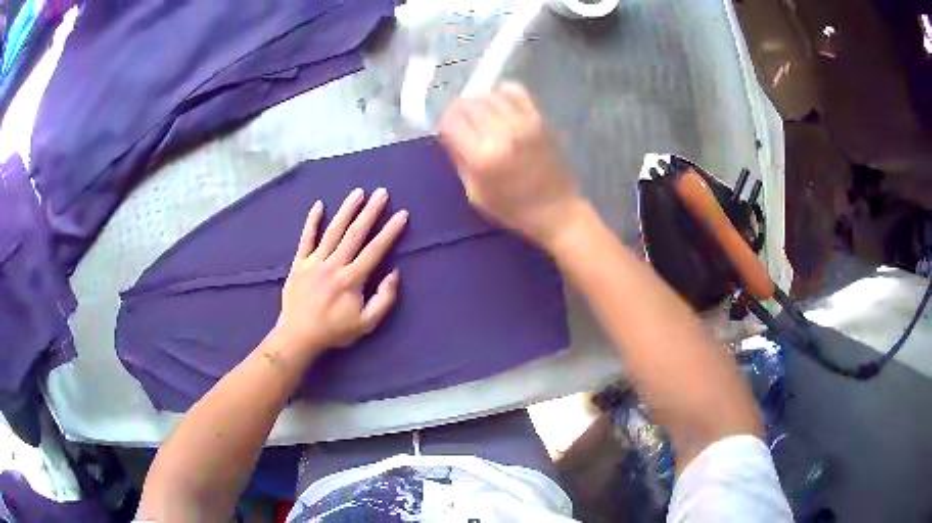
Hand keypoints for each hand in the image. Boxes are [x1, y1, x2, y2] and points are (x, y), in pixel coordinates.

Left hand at [274, 188, 407, 354]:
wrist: (298, 336)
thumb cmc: (334, 330)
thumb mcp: (366, 323)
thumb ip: (384, 299)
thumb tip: (394, 274)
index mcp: (351, 279)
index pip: (375, 250)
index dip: (390, 231)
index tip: (402, 214)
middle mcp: (334, 265)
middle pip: (355, 234)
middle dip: (370, 212)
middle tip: (382, 193)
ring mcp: (314, 262)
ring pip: (333, 231)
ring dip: (346, 210)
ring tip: (358, 192)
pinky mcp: (299, 263)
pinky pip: (306, 238)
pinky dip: (311, 221)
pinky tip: (318, 205)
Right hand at [438, 82, 586, 249]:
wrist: (557, 210)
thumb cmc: (513, 209)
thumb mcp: (475, 194)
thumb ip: (460, 160)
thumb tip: (449, 135)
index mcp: (482, 157)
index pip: (452, 120)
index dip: (444, 122)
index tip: (446, 130)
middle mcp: (502, 133)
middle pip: (469, 103)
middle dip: (459, 110)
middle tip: (460, 121)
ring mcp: (524, 122)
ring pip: (490, 94)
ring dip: (479, 101)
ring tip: (480, 114)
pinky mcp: (540, 118)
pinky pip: (516, 91)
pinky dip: (502, 93)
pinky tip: (500, 105)